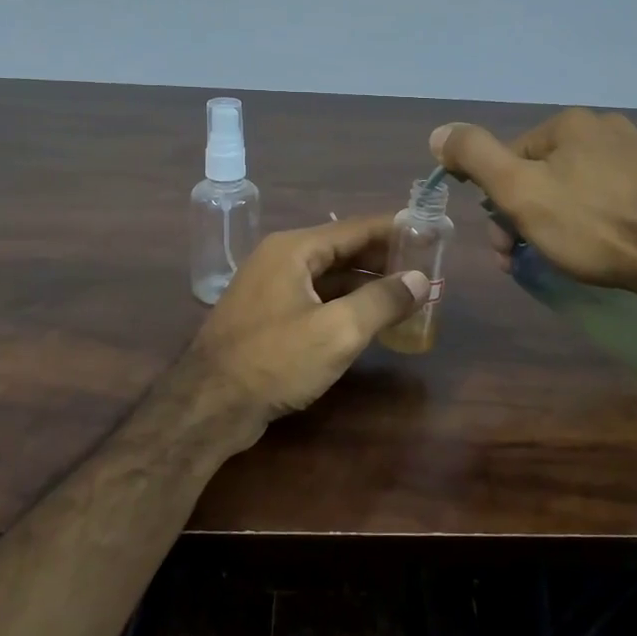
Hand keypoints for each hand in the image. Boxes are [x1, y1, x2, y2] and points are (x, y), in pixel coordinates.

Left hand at [189, 216, 429, 434]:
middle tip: (424, 268)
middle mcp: (280, 260)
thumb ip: (382, 301)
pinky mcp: (268, 317)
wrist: (208, 407)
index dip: (394, 230)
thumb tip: (420, 280)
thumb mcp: (337, 331)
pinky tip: (369, 319)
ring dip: (366, 284)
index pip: (355, 228)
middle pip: (342, 249)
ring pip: (329, 276)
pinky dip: (345, 303)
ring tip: (405, 293)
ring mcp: (270, 289)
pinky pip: (316, 298)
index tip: (428, 233)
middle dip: (383, 259)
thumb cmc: (274, 360)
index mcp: (294, 249)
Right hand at [431, 109, 636, 294]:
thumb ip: (475, 156)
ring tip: (569, 256)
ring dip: (562, 217)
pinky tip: (609, 243)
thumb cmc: (591, 225)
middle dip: (529, 215)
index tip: (504, 248)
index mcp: (570, 123)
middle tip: (529, 259)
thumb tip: (439, 132)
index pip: (512, 160)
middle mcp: (608, 125)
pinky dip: (602, 215)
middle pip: (547, 173)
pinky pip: (618, 194)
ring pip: (581, 184)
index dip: (499, 205)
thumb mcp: (518, 191)